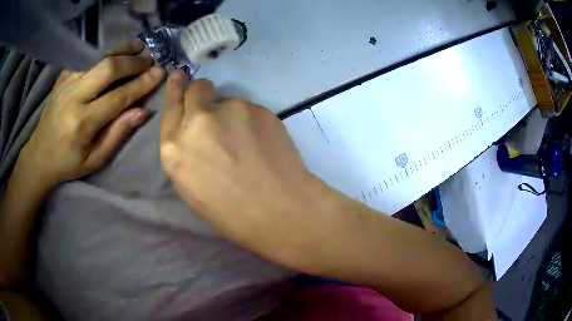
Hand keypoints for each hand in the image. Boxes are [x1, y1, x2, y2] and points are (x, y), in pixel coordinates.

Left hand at [15, 42, 165, 190]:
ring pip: (98, 57)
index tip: (160, 73)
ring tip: (138, 47)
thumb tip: (142, 111)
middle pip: (108, 68)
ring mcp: (66, 82)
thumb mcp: (95, 159)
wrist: (40, 154)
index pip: (118, 96)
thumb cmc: (68, 162)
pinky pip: (87, 57)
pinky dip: (104, 52)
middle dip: (133, 61)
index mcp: (82, 123)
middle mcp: (74, 97)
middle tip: (150, 60)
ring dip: (121, 50)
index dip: (141, 83)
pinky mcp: (63, 76)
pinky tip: (115, 53)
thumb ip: (118, 134)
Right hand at [160, 71, 341, 264]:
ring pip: (227, 102)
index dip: (175, 90)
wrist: (280, 211)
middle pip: (197, 89)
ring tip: (247, 144)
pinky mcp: (258, 109)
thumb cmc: (231, 214)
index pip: (171, 107)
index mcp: (174, 148)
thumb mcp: (192, 188)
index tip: (179, 76)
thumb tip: (195, 135)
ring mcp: (231, 110)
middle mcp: (198, 121)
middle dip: (201, 93)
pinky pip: (250, 111)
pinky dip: (252, 123)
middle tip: (212, 107)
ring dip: (231, 116)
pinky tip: (263, 145)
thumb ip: (188, 154)